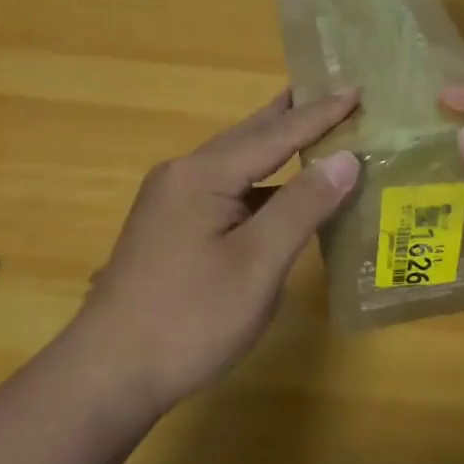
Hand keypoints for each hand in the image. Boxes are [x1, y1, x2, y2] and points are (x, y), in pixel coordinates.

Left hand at [71, 89, 361, 413]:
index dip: (320, 113)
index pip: (276, 133)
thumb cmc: (190, 319)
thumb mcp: (257, 264)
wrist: (107, 375)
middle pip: (250, 136)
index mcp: (203, 173)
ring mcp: (171, 200)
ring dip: (275, 146)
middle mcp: (183, 174)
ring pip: (235, 162)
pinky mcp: (169, 226)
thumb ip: (302, 206)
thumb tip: (344, 159)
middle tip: (332, 91)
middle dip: (294, 115)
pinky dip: (259, 181)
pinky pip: (224, 187)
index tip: (356, 88)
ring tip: (312, 128)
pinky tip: (278, 191)